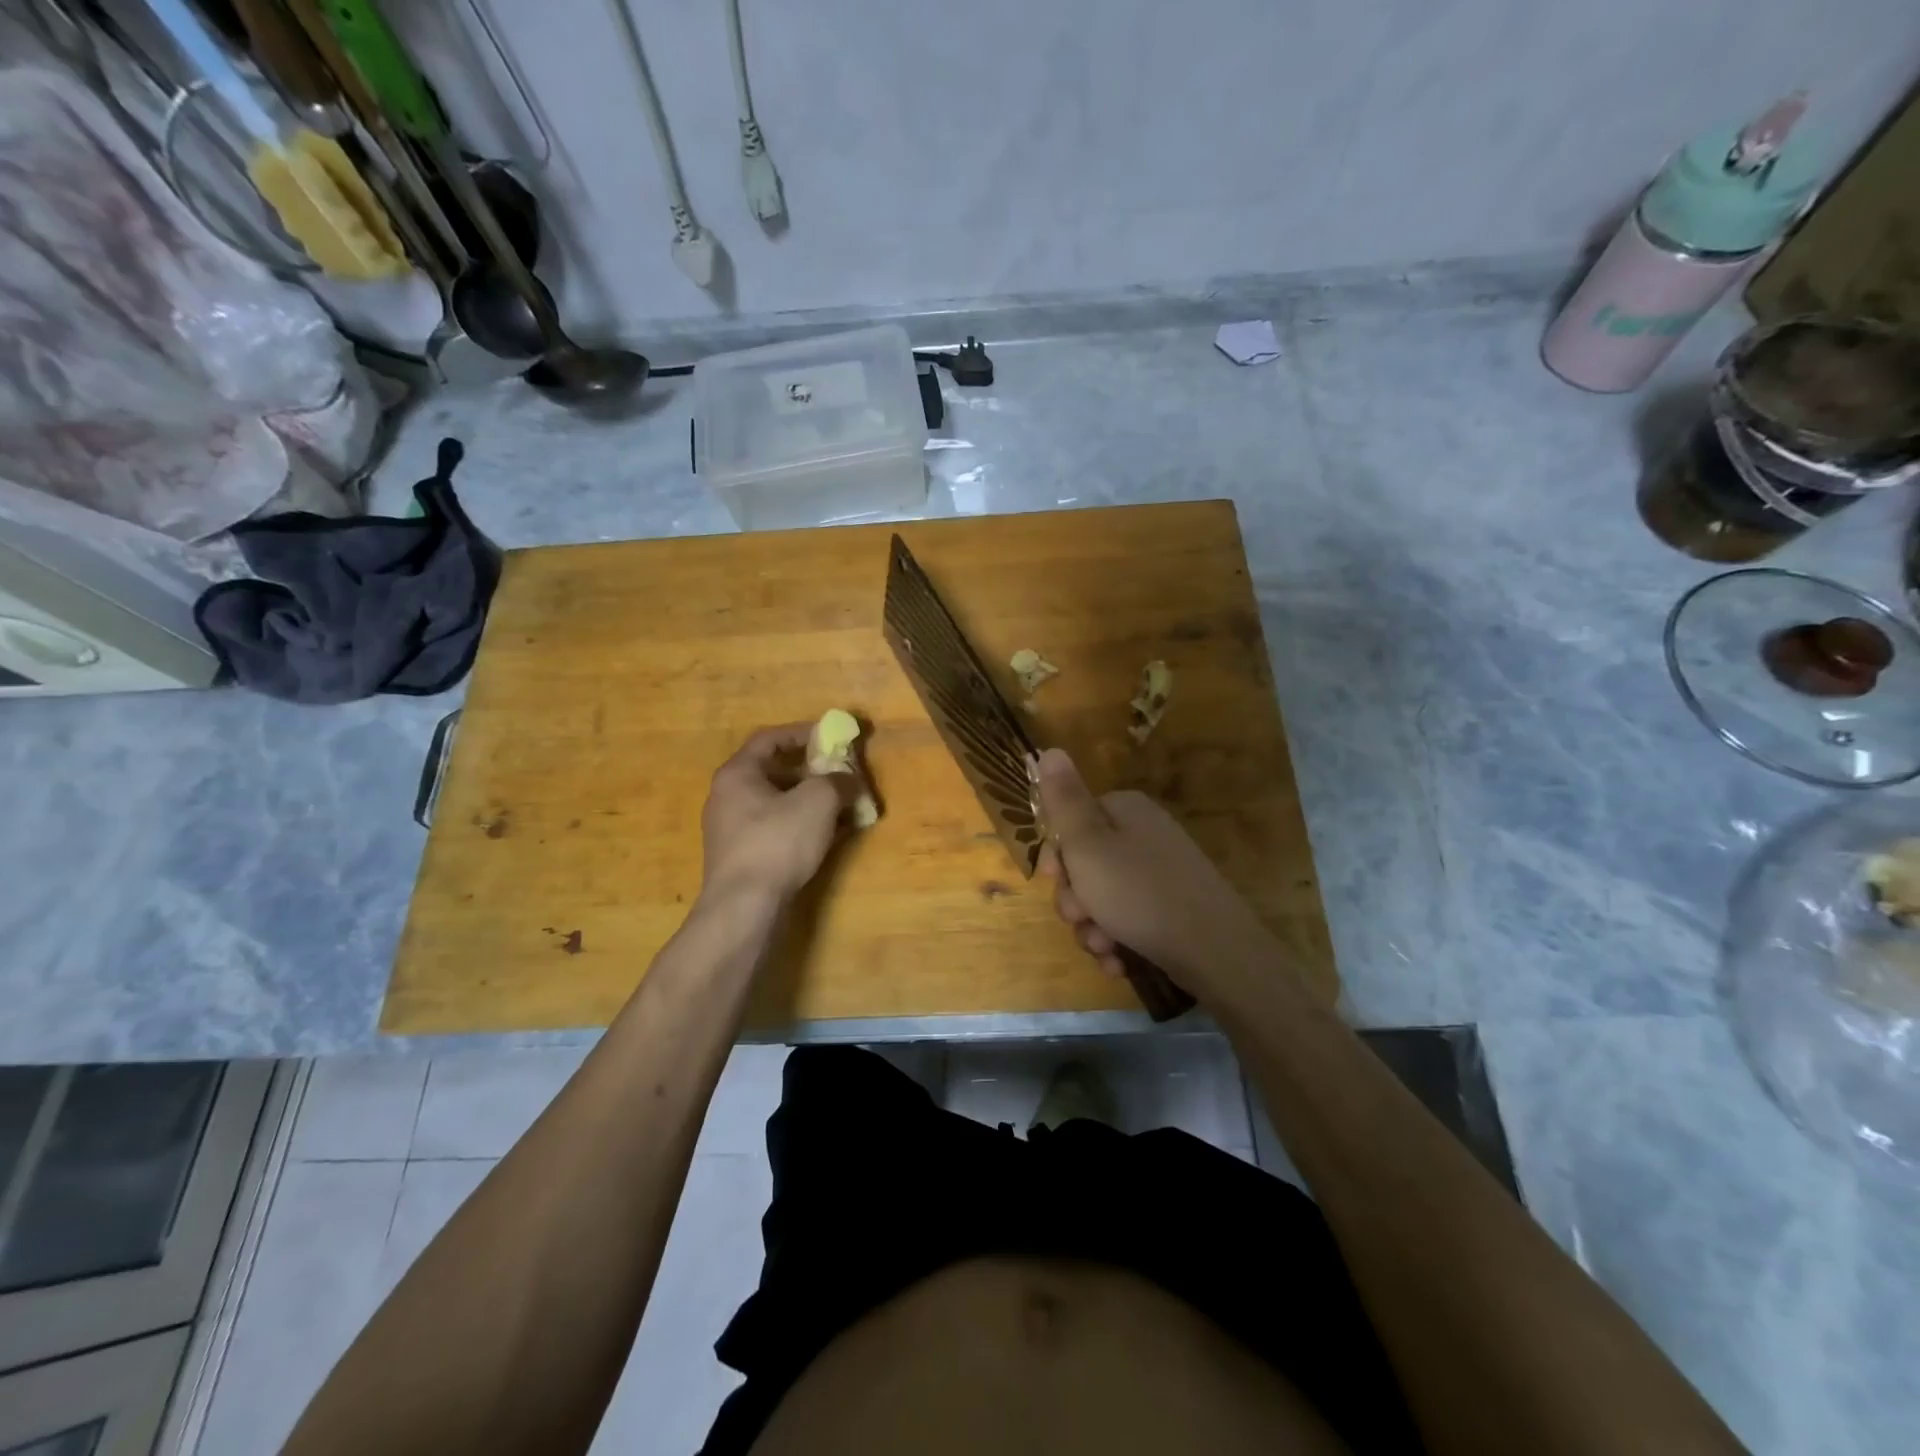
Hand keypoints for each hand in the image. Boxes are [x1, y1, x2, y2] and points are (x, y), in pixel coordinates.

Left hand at [701, 724, 856, 906]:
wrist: (745, 907)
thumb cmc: (777, 842)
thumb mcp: (818, 801)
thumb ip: (837, 781)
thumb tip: (849, 779)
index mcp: (737, 773)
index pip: (769, 738)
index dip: (802, 732)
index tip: (830, 737)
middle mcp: (727, 797)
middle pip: (774, 772)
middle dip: (812, 772)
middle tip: (840, 774)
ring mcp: (731, 830)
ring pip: (777, 804)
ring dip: (810, 802)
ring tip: (842, 807)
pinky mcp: (742, 858)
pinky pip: (776, 830)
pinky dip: (802, 826)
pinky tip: (829, 837)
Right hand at [1035, 747, 1277, 1005]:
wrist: (1214, 951)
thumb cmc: (1139, 893)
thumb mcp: (1088, 844)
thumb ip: (1064, 800)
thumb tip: (1050, 750)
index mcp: (1125, 811)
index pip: (1071, 823)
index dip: (1056, 855)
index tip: (1054, 879)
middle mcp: (1143, 835)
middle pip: (1085, 864)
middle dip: (1075, 899)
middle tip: (1080, 917)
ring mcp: (1160, 874)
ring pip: (1102, 899)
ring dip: (1092, 927)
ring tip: (1103, 947)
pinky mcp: (1170, 909)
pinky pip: (1128, 920)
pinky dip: (1117, 941)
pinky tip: (1118, 961)